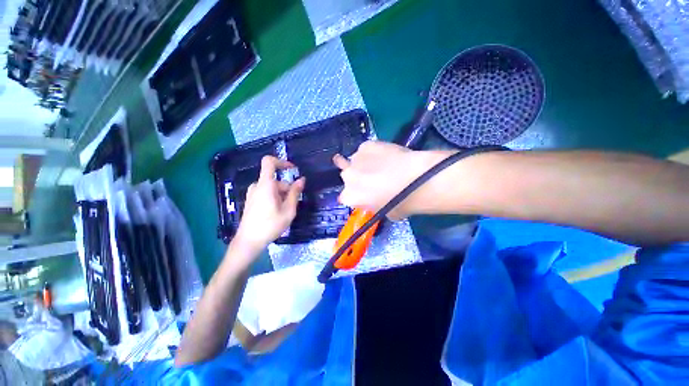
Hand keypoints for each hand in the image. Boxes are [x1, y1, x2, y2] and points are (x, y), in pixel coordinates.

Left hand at [234, 156, 304, 251]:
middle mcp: (257, 186)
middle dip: (287, 189)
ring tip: (285, 211)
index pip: (269, 162)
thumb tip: (302, 179)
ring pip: (272, 188)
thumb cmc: (270, 225)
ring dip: (282, 195)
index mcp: (266, 185)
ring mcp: (253, 193)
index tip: (293, 169)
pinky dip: (274, 198)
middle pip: (276, 180)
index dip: (282, 161)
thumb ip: (295, 193)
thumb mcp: (288, 210)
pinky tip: (276, 213)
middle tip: (292, 205)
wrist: (248, 242)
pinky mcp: (251, 200)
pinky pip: (266, 193)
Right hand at [333, 141, 442, 219]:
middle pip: (348, 176)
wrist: (416, 180)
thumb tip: (376, 198)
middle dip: (357, 177)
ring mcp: (356, 159)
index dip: (356, 194)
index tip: (365, 194)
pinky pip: (367, 149)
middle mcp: (348, 177)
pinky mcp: (367, 145)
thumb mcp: (384, 213)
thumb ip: (372, 205)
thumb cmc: (401, 203)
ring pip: (356, 160)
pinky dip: (374, 152)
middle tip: (372, 178)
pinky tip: (386, 155)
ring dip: (364, 163)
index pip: (345, 197)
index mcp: (350, 197)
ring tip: (382, 164)